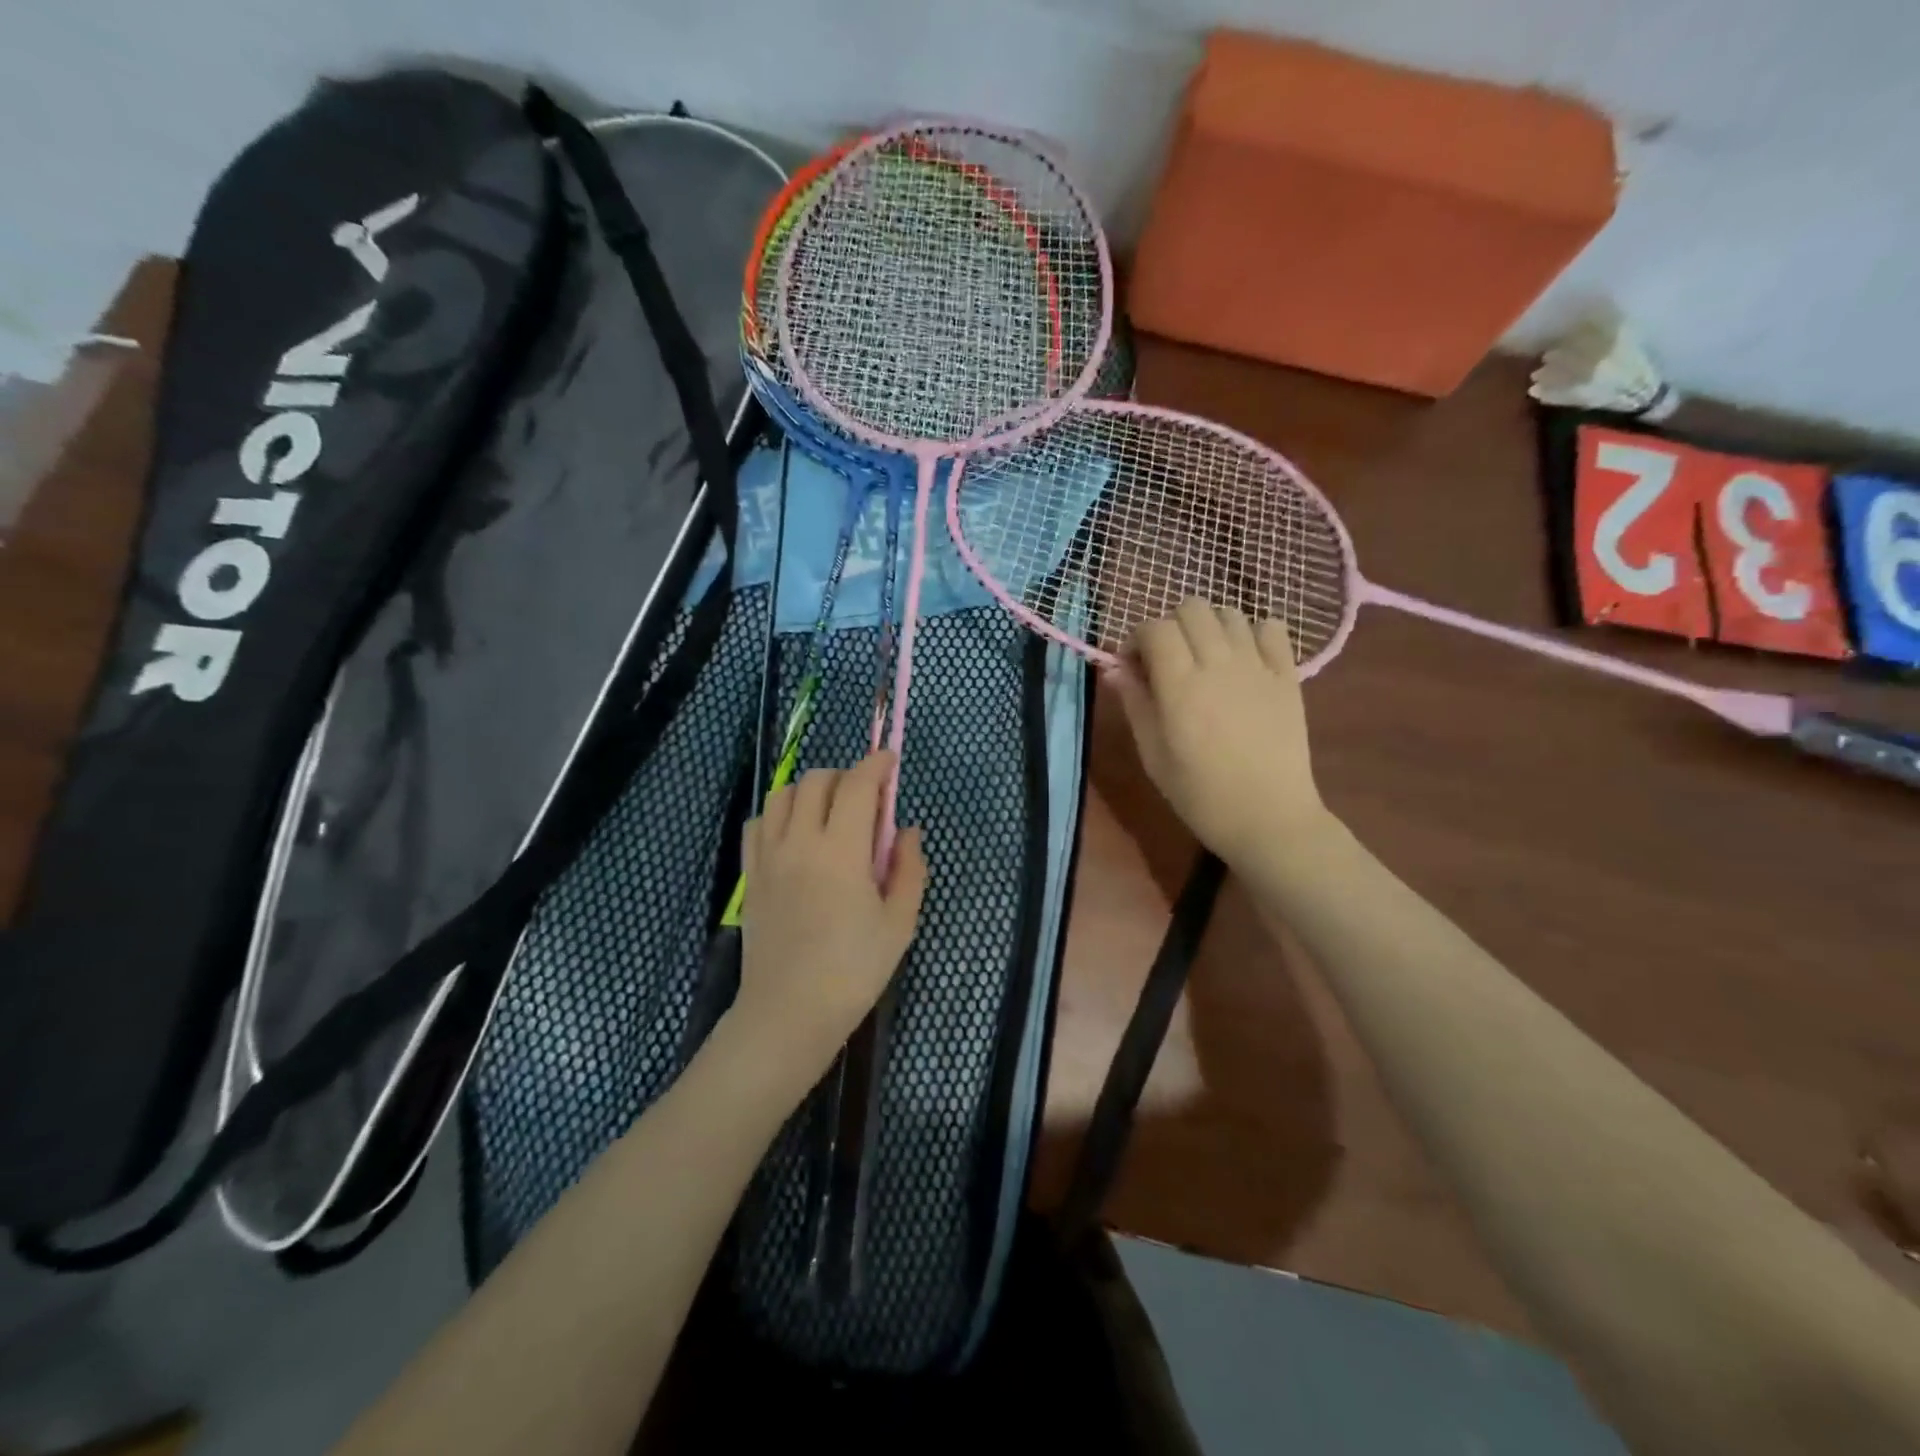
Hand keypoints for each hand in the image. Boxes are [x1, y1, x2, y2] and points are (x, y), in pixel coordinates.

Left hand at [733, 751, 928, 1088]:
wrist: (789, 1012)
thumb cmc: (854, 970)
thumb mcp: (899, 923)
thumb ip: (909, 869)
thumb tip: (907, 831)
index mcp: (841, 850)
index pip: (857, 785)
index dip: (876, 765)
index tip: (889, 761)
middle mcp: (800, 841)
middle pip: (816, 780)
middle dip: (845, 776)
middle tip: (865, 799)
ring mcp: (769, 856)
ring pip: (782, 794)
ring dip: (809, 790)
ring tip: (829, 813)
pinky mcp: (750, 875)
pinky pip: (757, 823)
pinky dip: (778, 814)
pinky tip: (794, 835)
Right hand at [1111, 600, 1329, 865]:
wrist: (1268, 817)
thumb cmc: (1199, 794)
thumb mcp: (1153, 754)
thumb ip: (1134, 703)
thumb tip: (1115, 668)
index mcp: (1180, 684)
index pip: (1154, 629)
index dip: (1137, 639)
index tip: (1133, 666)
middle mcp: (1219, 663)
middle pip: (1192, 608)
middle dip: (1171, 626)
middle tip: (1168, 660)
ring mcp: (1258, 666)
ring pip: (1230, 613)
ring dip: (1209, 627)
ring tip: (1205, 658)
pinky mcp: (1287, 675)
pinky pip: (1272, 628)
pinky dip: (1253, 633)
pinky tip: (1244, 658)